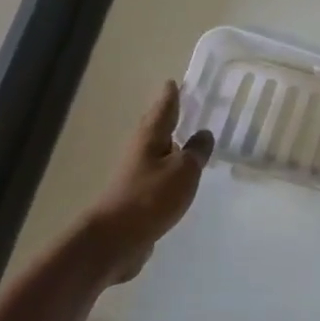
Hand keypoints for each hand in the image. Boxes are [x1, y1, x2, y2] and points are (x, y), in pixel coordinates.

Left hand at [87, 80, 213, 285]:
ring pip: (159, 150)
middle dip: (171, 116)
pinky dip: (173, 168)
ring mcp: (138, 174)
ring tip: (192, 138)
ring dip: (173, 143)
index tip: (175, 81)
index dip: (171, 95)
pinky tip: (184, 174)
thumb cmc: (151, 197)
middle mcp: (141, 150)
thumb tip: (203, 134)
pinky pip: (161, 174)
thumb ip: (196, 151)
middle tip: (188, 104)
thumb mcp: (184, 170)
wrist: (116, 239)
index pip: (164, 108)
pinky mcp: (140, 196)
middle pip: (157, 127)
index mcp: (151, 137)